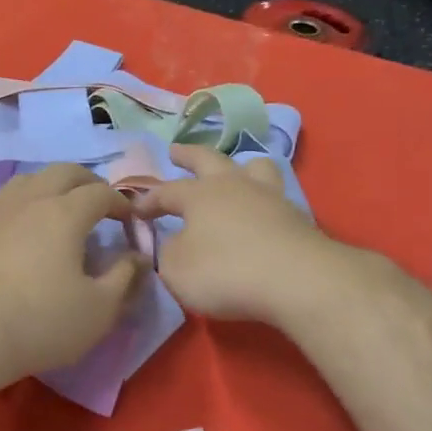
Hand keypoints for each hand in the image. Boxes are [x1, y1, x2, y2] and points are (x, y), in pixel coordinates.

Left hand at [0, 163, 149, 390]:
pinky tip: (18, 224)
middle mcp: (28, 199)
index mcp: (64, 212)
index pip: (101, 192)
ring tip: (60, 210)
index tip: (130, 221)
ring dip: (51, 187)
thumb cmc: (39, 322)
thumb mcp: (99, 310)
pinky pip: (0, 200)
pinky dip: (19, 203)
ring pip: (28, 180)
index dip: (121, 203)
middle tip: (99, 205)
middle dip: (88, 183)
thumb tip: (138, 256)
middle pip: (63, 172)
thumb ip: (126, 277)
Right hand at [133, 145, 337, 323]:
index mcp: (199, 195)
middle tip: (175, 150)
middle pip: (208, 160)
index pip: (165, 192)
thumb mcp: (177, 270)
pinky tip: (261, 208)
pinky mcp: (296, 217)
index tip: (134, 210)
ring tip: (234, 170)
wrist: (297, 280)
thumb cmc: (225, 271)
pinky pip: (274, 195)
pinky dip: (262, 197)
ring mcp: (269, 197)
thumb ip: (167, 253)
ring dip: (238, 166)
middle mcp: (233, 186)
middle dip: (188, 155)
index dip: (147, 200)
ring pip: (253, 167)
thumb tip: (171, 243)